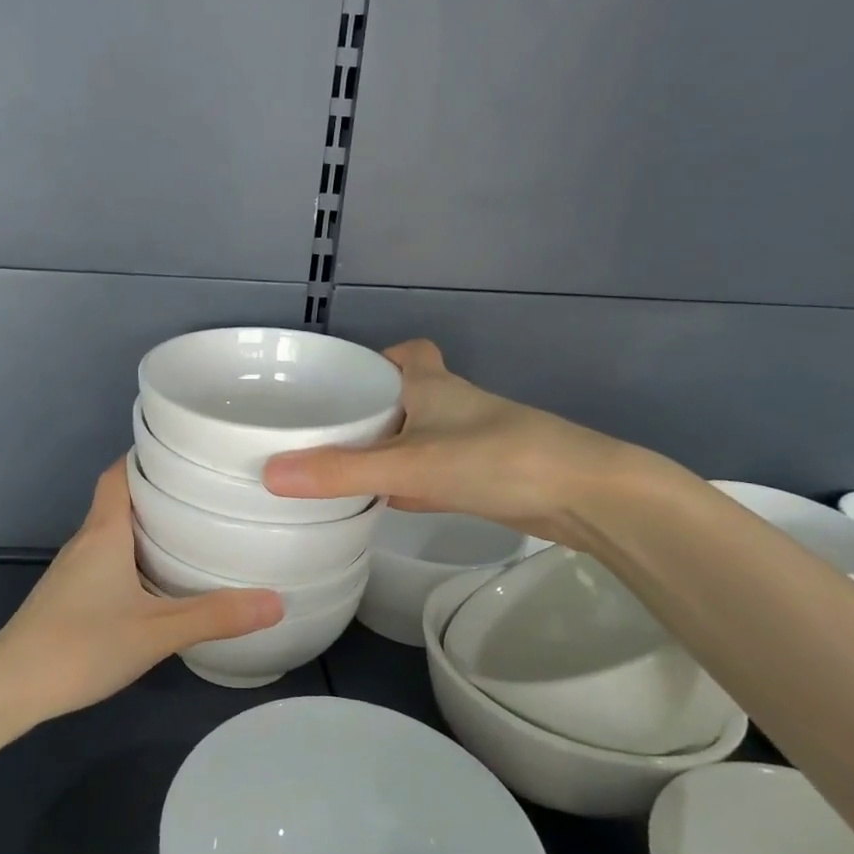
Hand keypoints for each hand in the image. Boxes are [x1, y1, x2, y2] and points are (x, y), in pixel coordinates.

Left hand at [0, 460, 283, 723]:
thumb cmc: (81, 645)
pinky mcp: (68, 596)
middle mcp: (86, 541)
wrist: (10, 688)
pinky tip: (158, 581)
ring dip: (146, 526)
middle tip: (205, 492)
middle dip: (159, 492)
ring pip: (113, 532)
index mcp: (104, 532)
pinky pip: (106, 559)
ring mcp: (72, 570)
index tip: (184, 453)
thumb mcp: (157, 632)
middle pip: (120, 499)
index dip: (147, 457)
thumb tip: (276, 602)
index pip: (120, 473)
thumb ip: (214, 616)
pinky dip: (133, 556)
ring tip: (192, 531)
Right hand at [263, 339, 657, 545]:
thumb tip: (270, 474)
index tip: (335, 381)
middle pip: (402, 394)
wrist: (584, 497)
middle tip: (324, 426)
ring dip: (385, 444)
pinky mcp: (480, 476)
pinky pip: (430, 471)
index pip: (401, 352)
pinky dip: (407, 481)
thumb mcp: (408, 463)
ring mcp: (467, 442)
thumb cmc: (495, 458)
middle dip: (368, 406)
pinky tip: (383, 501)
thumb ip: (341, 471)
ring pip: (415, 434)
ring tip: (337, 463)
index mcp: (429, 384)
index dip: (371, 359)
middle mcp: (448, 405)